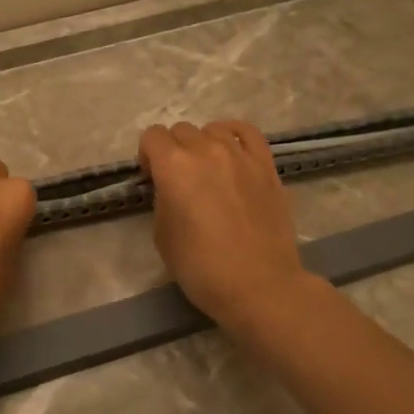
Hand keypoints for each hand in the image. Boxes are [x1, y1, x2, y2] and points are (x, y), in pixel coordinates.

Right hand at [138, 120, 315, 329]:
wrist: (258, 285)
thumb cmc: (201, 267)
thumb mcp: (162, 234)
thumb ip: (163, 199)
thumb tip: (171, 188)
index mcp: (174, 166)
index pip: (152, 136)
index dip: (147, 156)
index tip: (153, 179)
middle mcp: (206, 150)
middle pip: (181, 130)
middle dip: (173, 150)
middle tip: (179, 180)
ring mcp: (240, 155)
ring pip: (213, 129)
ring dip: (203, 143)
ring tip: (208, 170)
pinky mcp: (266, 165)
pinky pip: (248, 132)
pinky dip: (234, 135)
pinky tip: (231, 151)